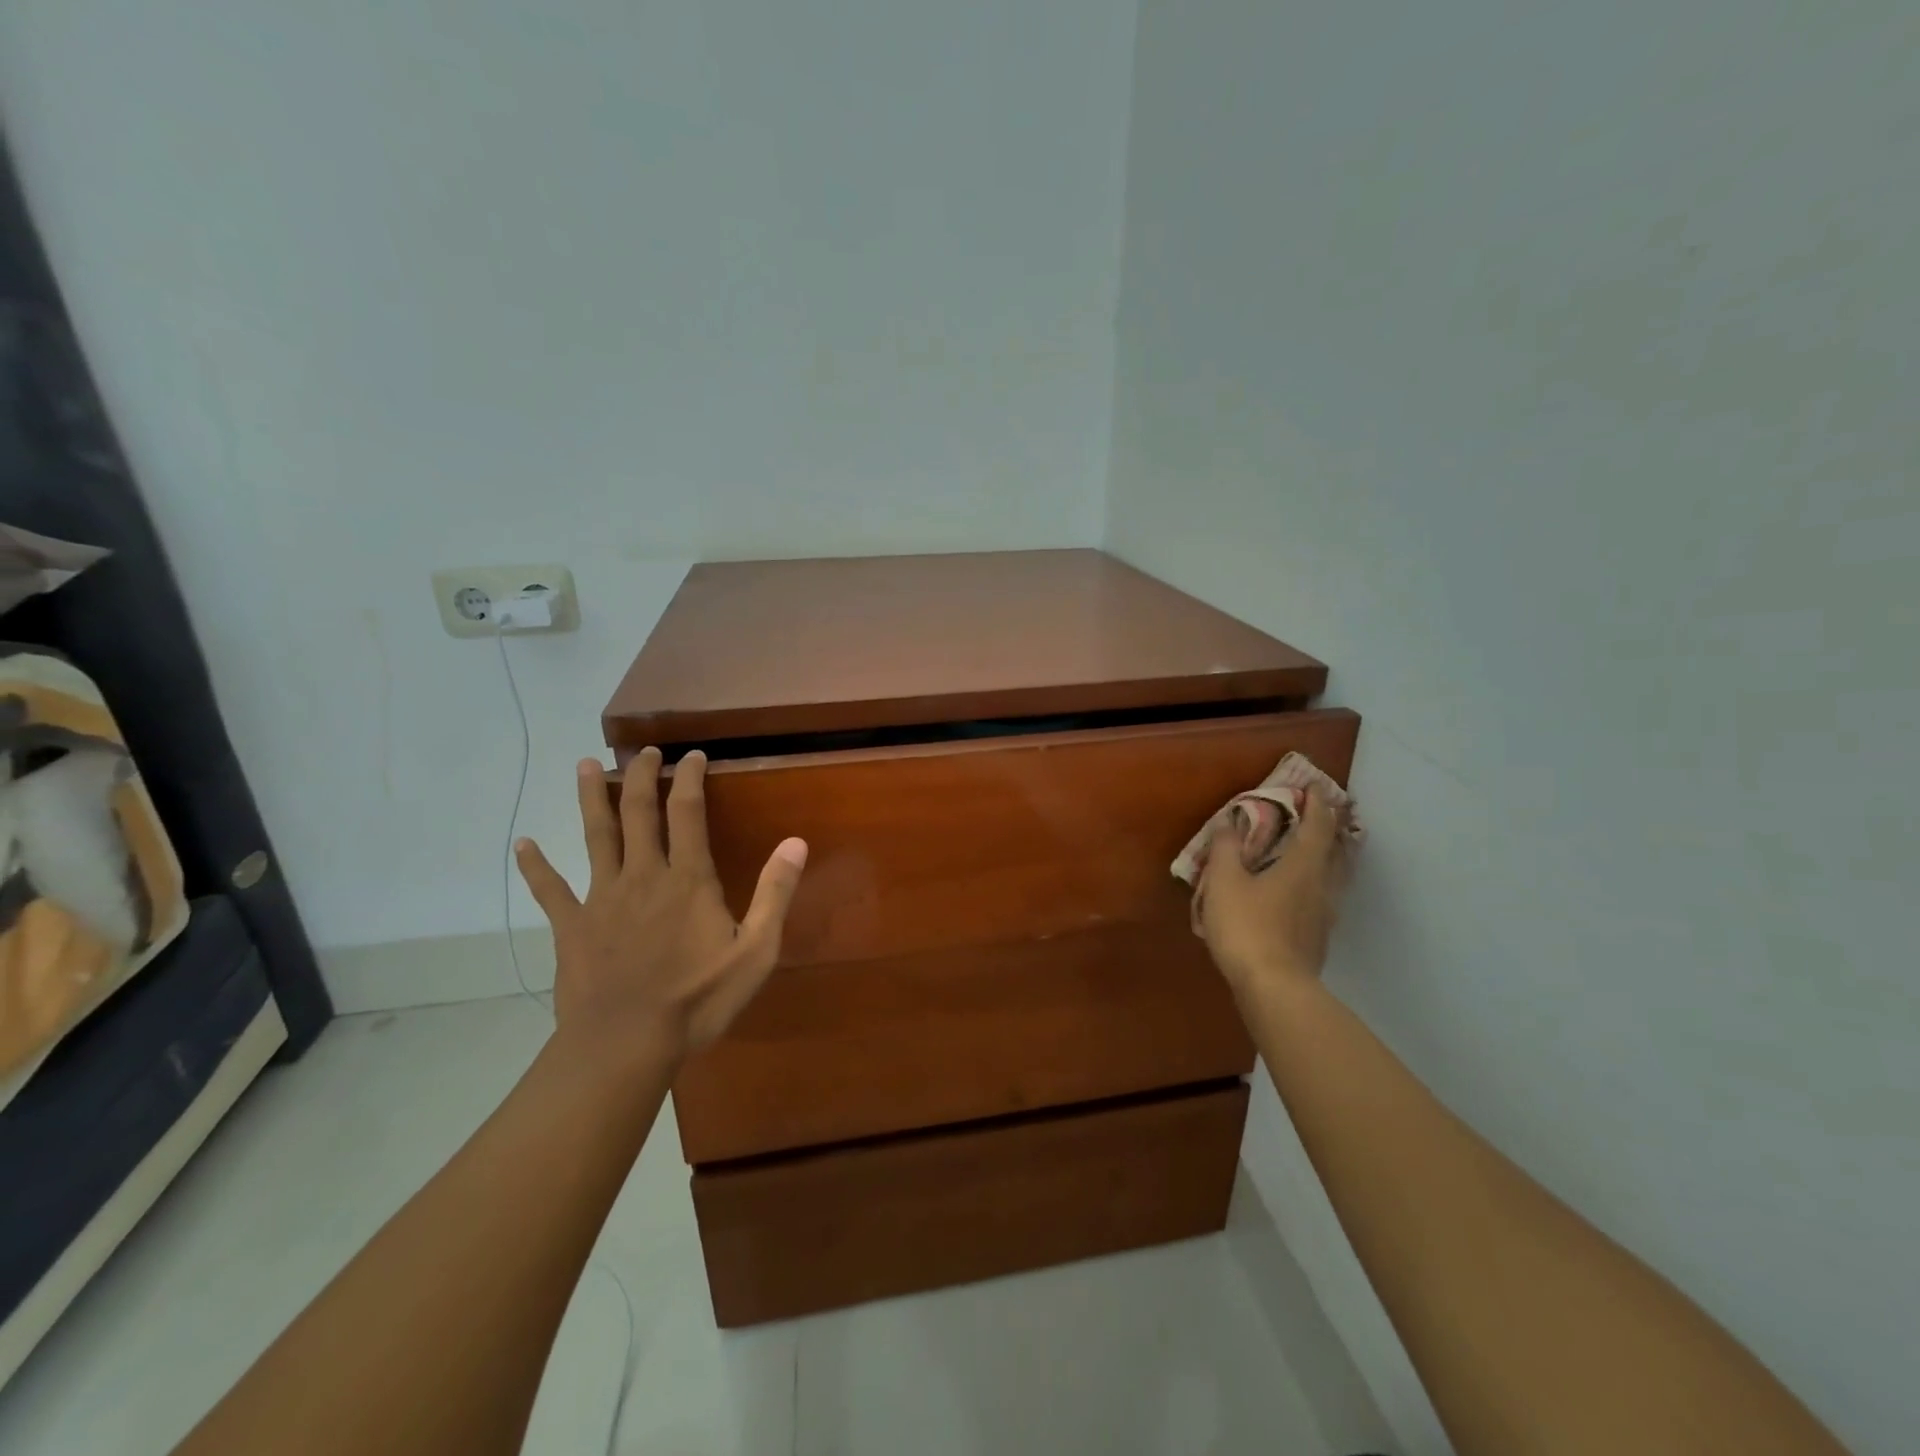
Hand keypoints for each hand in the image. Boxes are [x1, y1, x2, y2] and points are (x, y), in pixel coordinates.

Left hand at [514, 748, 807, 1065]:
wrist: (625, 1045)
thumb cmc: (698, 999)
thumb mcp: (755, 950)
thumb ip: (775, 893)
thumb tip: (796, 842)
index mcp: (688, 879)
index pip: (688, 812)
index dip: (690, 778)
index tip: (694, 755)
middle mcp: (643, 875)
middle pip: (639, 812)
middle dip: (642, 775)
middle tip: (644, 750)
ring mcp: (601, 898)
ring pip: (595, 836)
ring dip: (591, 798)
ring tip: (584, 765)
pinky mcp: (571, 926)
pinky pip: (549, 889)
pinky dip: (535, 865)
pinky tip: (523, 844)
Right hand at [1200, 789, 1349, 999]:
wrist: (1274, 988)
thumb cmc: (1247, 927)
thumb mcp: (1224, 882)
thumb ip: (1226, 849)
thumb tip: (1230, 823)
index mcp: (1303, 865)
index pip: (1318, 825)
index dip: (1316, 803)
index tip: (1312, 787)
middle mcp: (1322, 885)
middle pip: (1336, 850)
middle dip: (1329, 829)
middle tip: (1318, 815)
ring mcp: (1325, 915)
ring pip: (1333, 876)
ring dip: (1326, 857)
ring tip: (1310, 851)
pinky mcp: (1318, 938)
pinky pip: (1322, 898)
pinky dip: (1315, 884)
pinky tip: (1297, 893)